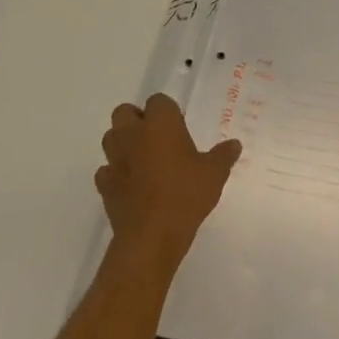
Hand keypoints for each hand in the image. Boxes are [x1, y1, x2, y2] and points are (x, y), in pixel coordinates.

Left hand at [95, 93, 240, 269]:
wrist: (150, 237)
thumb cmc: (185, 196)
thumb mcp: (215, 173)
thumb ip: (224, 155)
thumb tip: (234, 144)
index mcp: (160, 124)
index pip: (158, 100)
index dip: (167, 111)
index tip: (179, 126)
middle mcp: (133, 135)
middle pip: (124, 112)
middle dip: (137, 119)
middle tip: (157, 137)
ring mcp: (115, 160)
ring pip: (111, 138)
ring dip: (123, 143)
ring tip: (143, 158)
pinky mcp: (104, 186)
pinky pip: (106, 170)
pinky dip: (116, 173)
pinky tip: (131, 184)